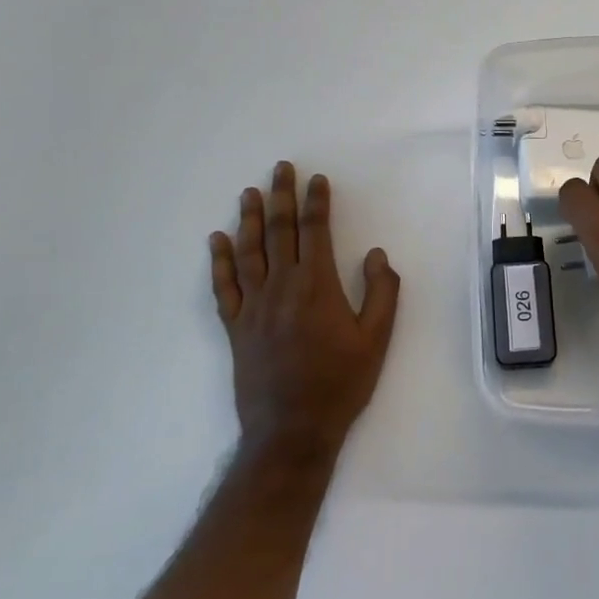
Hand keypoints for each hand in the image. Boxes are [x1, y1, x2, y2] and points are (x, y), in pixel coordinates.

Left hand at [209, 162, 400, 458]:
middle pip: (280, 231)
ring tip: (250, 192)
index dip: (316, 202)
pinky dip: (219, 261)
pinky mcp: (235, 327)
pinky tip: (216, 240)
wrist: (292, 430)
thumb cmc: (340, 384)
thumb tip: (376, 254)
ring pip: (248, 252)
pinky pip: (223, 286)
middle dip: (282, 196)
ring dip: (250, 219)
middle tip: (280, 168)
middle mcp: (281, 287)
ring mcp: (253, 306)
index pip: (315, 231)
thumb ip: (382, 292)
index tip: (317, 179)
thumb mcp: (377, 340)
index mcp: (317, 286)